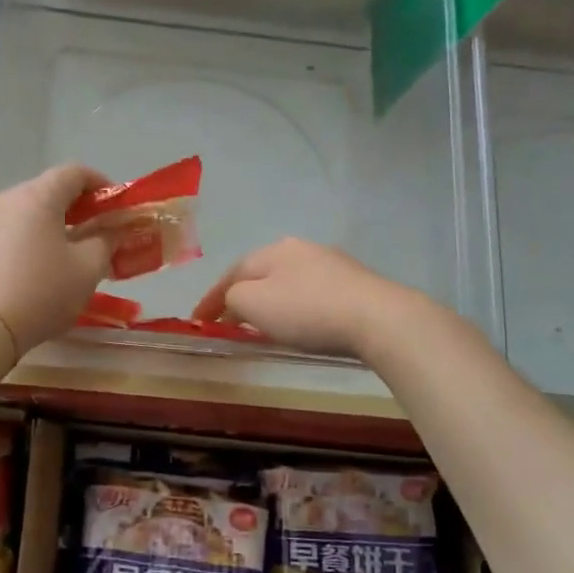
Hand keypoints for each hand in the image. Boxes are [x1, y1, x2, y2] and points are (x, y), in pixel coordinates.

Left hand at [0, 164, 115, 357]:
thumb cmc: (40, 293)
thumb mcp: (87, 270)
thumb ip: (106, 242)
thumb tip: (111, 230)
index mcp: (37, 196)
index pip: (74, 172)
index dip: (101, 183)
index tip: (116, 206)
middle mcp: (5, 199)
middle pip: (47, 191)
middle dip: (76, 208)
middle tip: (96, 233)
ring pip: (24, 213)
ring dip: (50, 226)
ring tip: (66, 255)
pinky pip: (5, 233)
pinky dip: (26, 241)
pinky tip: (34, 271)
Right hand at [190, 239, 415, 359]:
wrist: (377, 318)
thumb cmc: (306, 310)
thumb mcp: (254, 303)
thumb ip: (233, 298)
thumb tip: (234, 299)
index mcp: (273, 250)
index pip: (232, 272)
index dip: (211, 297)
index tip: (196, 320)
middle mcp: (301, 249)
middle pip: (262, 272)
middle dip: (243, 295)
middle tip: (229, 319)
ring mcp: (332, 264)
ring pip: (289, 282)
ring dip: (271, 301)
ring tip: (263, 323)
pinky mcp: (355, 285)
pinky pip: (312, 294)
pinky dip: (297, 307)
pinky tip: (301, 322)